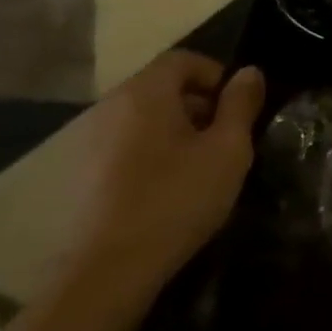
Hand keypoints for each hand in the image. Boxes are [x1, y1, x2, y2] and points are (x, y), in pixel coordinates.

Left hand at [58, 51, 263, 321]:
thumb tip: (248, 72)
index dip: (217, 75)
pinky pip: (127, 145)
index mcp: (146, 93)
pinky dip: (153, 152)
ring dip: (177, 130)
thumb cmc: (177, 198)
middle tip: (226, 138)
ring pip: (145, 118)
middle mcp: (112, 107)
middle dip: (200, 104)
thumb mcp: (228, 149)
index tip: (239, 108)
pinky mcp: (82, 175)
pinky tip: (170, 188)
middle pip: (162, 87)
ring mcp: (91, 142)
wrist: (107, 272)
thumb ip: (241, 104)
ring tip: (202, 165)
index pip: (184, 59)